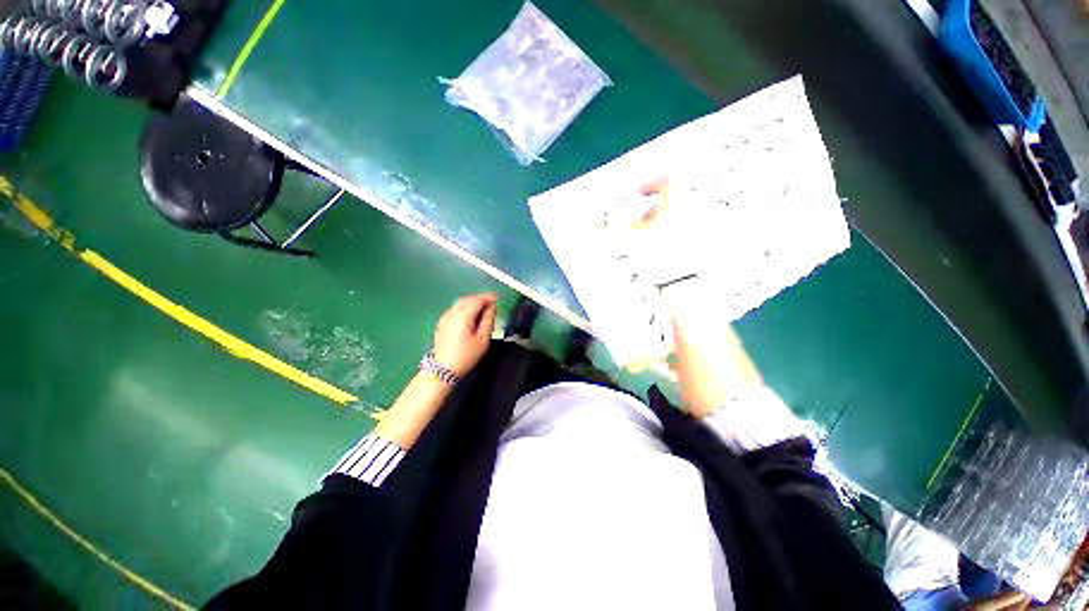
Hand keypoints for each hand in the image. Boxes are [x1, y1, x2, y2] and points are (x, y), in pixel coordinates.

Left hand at [433, 293, 497, 375]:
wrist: (443, 369)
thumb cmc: (465, 356)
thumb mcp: (483, 339)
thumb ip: (488, 320)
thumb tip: (492, 308)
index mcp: (463, 315)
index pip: (477, 299)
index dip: (488, 297)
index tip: (497, 298)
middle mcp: (452, 312)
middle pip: (468, 299)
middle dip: (480, 299)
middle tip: (492, 304)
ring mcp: (445, 317)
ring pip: (461, 303)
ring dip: (473, 303)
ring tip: (483, 310)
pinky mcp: (442, 322)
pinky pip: (456, 309)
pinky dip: (465, 308)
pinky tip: (471, 316)